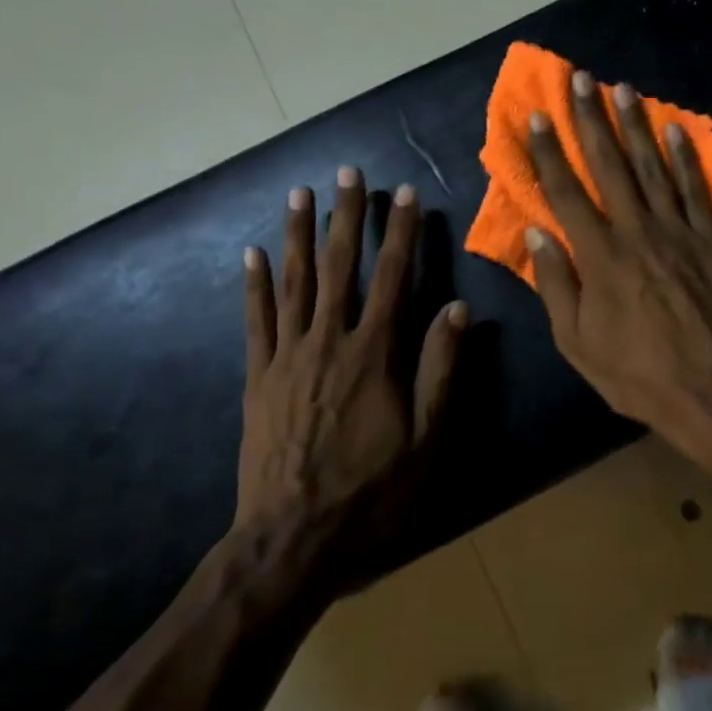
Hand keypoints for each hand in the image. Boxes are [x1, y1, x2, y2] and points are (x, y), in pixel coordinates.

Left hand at [238, 169, 465, 547]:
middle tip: (348, 172)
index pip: (392, 279)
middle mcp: (329, 342)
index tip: (404, 194)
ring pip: (295, 283)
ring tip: (300, 194)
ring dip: (299, 234)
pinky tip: (254, 253)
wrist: (292, 537)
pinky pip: (256, 320)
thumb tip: (457, 308)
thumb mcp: (426, 437)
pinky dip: (255, 284)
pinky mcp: (257, 378)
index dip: (400, 234)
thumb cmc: (372, 490)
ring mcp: (287, 357)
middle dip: (347, 217)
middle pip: (340, 267)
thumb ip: (441, 369)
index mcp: (375, 354)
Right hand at [524, 70, 711, 443]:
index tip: (538, 116)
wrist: (710, 386)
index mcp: (599, 256)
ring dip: (636, 126)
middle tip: (581, 79)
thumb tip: (536, 234)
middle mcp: (636, 231)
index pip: (566, 193)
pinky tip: (675, 129)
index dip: (549, 152)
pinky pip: (696, 190)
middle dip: (592, 120)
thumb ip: (556, 285)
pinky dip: (685, 157)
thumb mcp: (576, 342)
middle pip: (609, 166)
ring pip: (653, 167)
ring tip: (623, 89)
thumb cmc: (635, 372)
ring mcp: (678, 231)